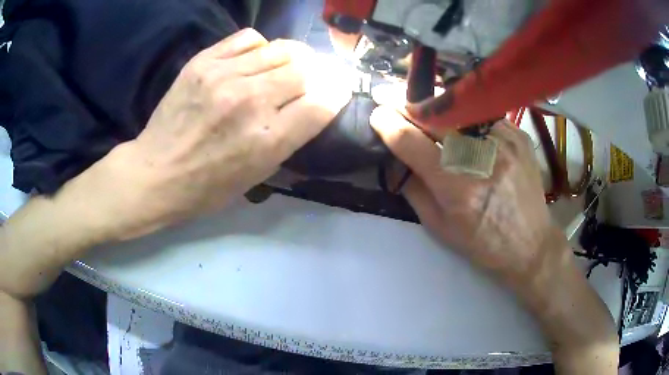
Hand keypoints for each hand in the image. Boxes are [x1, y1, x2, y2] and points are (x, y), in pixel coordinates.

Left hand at [95, 29, 350, 238]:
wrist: (155, 173)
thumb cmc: (207, 187)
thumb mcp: (257, 176)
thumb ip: (290, 139)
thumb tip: (316, 106)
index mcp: (267, 140)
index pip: (323, 101)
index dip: (336, 93)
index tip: (335, 91)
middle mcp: (250, 101)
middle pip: (307, 68)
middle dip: (316, 74)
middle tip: (309, 80)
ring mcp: (224, 76)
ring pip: (282, 49)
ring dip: (293, 58)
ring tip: (286, 67)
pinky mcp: (203, 62)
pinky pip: (249, 38)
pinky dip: (261, 47)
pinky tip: (254, 60)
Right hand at [371, 107, 618, 373]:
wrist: (530, 243)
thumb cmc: (483, 243)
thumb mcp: (439, 227)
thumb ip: (414, 189)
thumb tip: (397, 159)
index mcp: (456, 186)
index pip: (411, 141)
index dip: (388, 123)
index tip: (377, 115)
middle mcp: (480, 156)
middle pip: (434, 116)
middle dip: (408, 106)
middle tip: (395, 102)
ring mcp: (503, 141)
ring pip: (458, 108)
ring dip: (435, 108)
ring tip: (426, 111)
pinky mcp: (518, 136)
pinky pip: (483, 115)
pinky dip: (466, 116)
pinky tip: (463, 125)